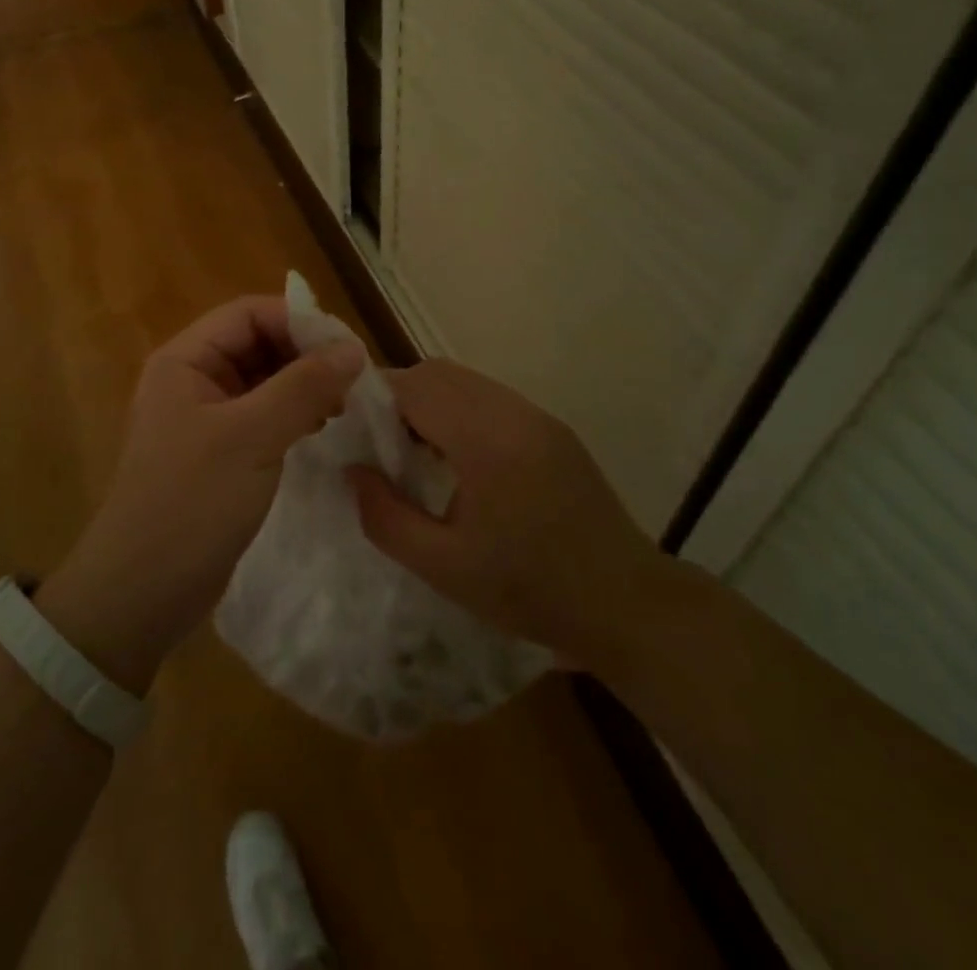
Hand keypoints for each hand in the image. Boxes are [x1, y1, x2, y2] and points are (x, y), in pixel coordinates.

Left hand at [37, 296, 363, 692]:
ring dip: (304, 385)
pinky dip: (294, 414)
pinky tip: (322, 428)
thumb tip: (353, 348)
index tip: (347, 348)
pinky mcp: (220, 453)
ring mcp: (206, 418)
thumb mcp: (252, 437)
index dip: (299, 322)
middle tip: (353, 381)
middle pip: (258, 344)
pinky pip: (263, 415)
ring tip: (344, 406)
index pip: (249, 314)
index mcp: (186, 360)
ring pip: (264, 380)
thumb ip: (304, 387)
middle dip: (305, 355)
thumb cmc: (191, 503)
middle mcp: (193, 379)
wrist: (142, 592)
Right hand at [347, 359, 662, 673]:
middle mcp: (513, 412)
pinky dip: (460, 412)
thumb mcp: (443, 567)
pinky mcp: (552, 428)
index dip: (375, 399)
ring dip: (431, 403)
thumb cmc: (529, 590)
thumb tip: (352, 471)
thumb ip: (385, 517)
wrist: (624, 603)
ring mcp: (538, 416)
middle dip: (400, 397)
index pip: (415, 385)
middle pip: (439, 373)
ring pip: (466, 381)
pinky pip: (491, 399)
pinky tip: (458, 459)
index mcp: (486, 440)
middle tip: (380, 445)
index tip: (354, 432)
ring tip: (414, 452)